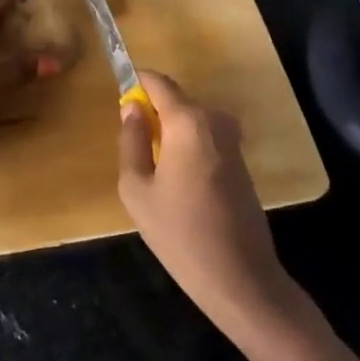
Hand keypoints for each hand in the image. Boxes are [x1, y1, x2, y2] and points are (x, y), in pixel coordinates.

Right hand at [117, 70, 290, 330]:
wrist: (241, 278)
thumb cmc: (180, 233)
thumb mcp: (137, 189)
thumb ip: (131, 141)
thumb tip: (132, 110)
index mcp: (188, 121)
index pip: (158, 82)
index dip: (136, 82)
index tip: (118, 95)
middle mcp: (215, 121)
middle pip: (176, 101)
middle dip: (152, 112)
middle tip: (131, 146)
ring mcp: (233, 141)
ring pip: (191, 120)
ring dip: (170, 132)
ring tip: (152, 170)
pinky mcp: (241, 162)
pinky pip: (205, 138)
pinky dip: (187, 147)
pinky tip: (177, 184)